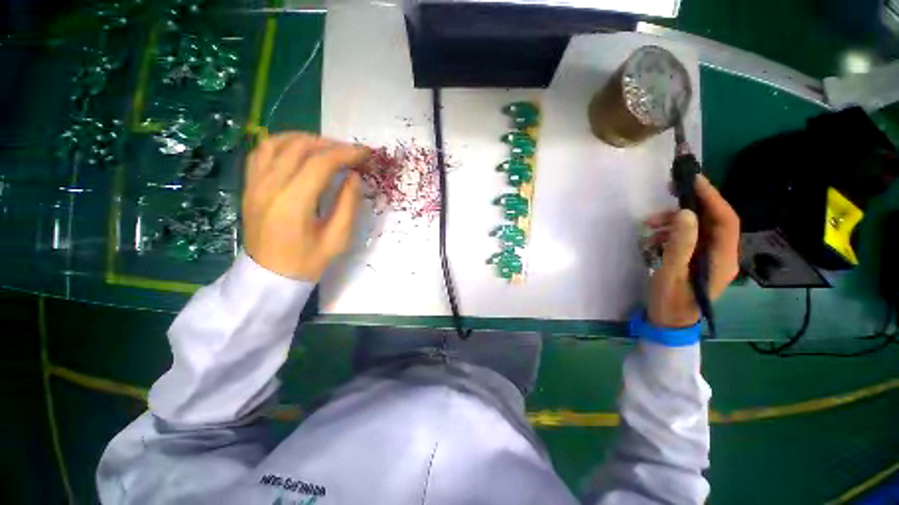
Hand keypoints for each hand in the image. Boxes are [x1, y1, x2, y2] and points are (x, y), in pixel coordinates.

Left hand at [242, 132, 368, 280]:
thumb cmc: (308, 262)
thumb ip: (348, 205)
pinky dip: (283, 143)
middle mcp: (269, 186)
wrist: (269, 276)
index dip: (346, 154)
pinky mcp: (249, 185)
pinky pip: (262, 151)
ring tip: (329, 149)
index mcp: (293, 203)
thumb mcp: (338, 238)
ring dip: (308, 140)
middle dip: (331, 145)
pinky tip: (300, 150)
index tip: (366, 154)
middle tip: (352, 153)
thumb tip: (354, 176)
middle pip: (300, 147)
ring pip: (278, 142)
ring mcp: (254, 183)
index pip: (321, 163)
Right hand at [645, 175, 739, 327]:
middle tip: (670, 193)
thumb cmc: (670, 301)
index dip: (712, 198)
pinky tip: (655, 237)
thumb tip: (685, 213)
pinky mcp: (698, 261)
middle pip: (714, 221)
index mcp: (722, 259)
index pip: (725, 220)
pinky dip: (673, 233)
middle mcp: (722, 255)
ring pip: (700, 229)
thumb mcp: (671, 273)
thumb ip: (680, 244)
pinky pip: (690, 239)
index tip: (694, 180)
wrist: (668, 322)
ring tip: (650, 223)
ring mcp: (710, 259)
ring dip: (677, 221)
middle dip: (692, 205)